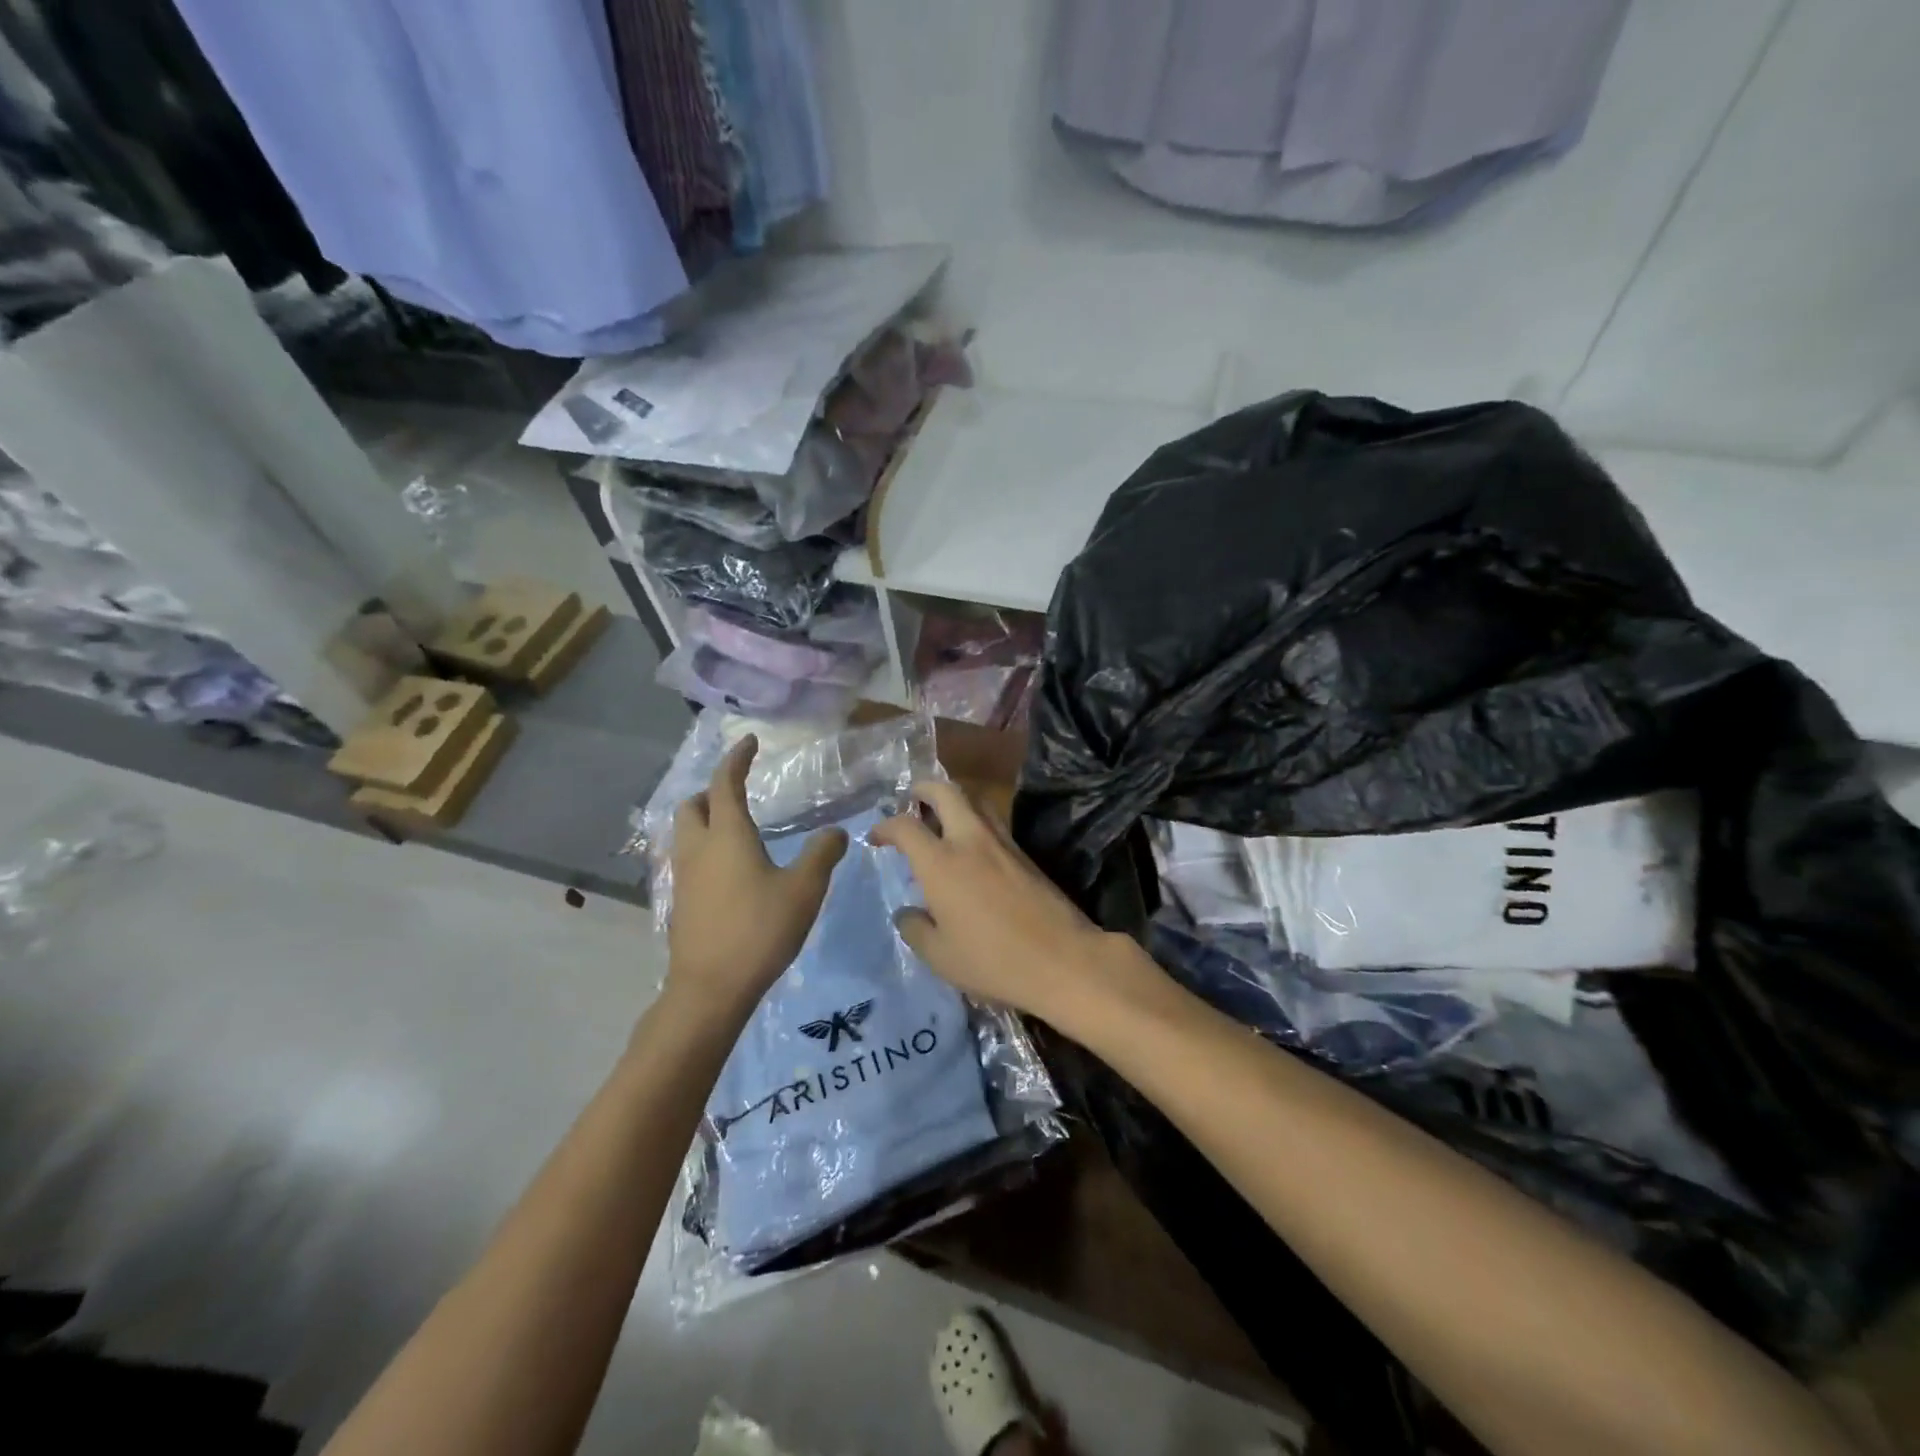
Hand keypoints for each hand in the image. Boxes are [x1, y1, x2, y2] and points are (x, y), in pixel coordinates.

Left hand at [665, 735, 847, 1017]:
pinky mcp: (681, 902)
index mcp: (727, 835)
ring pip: (685, 832)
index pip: (725, 783)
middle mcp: (698, 848)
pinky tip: (729, 870)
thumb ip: (822, 854)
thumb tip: (837, 832)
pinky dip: (704, 848)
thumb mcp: (804, 890)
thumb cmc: (759, 930)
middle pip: (693, 805)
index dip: (736, 759)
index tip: (749, 743)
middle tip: (739, 793)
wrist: (710, 988)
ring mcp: (684, 876)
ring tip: (735, 829)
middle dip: (712, 791)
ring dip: (704, 820)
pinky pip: (687, 859)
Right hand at [868, 780, 1125, 1023]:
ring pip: (974, 800)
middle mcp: (970, 840)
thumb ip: (915, 929)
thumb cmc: (992, 961)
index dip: (884, 826)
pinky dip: (974, 821)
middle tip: (911, 801)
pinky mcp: (1024, 853)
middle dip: (923, 789)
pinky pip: (992, 822)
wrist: (1062, 958)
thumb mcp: (939, 956)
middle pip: (945, 791)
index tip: (876, 838)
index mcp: (941, 862)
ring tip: (940, 820)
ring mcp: (1002, 842)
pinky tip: (970, 848)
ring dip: (953, 800)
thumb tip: (907, 912)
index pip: (905, 826)